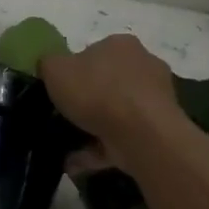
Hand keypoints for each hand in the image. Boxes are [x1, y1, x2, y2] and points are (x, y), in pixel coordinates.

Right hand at [39, 34, 181, 173]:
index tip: (61, 92)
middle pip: (108, 83)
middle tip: (64, 118)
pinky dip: (102, 150)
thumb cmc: (97, 92)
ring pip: (117, 113)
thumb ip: (48, 64)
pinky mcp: (160, 129)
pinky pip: (123, 138)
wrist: (142, 134)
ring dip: (93, 130)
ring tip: (67, 150)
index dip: (74, 72)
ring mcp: (156, 99)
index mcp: (120, 44)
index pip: (93, 53)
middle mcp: (143, 65)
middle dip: (87, 102)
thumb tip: (50, 68)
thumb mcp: (55, 70)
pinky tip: (78, 163)